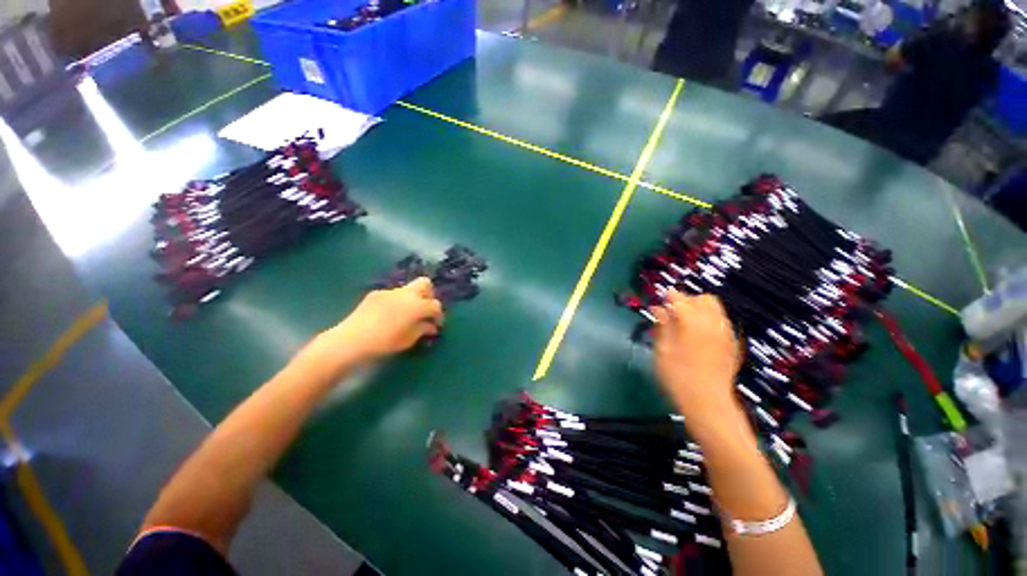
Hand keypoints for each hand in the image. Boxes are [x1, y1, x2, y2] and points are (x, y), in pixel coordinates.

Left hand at [326, 277, 444, 360]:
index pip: (435, 305)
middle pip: (425, 284)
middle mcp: (406, 293)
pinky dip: (396, 302)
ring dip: (412, 299)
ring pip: (408, 289)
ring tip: (405, 315)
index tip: (436, 324)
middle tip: (424, 310)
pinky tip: (387, 315)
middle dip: (429, 295)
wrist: (352, 339)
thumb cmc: (385, 342)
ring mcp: (390, 291)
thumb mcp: (409, 339)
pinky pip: (392, 295)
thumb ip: (423, 329)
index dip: (438, 315)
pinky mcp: (376, 293)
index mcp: (417, 305)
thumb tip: (431, 326)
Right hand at [652, 291, 742, 420]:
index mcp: (693, 322)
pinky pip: (722, 322)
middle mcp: (713, 323)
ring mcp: (726, 334)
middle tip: (673, 312)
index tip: (661, 298)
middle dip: (688, 301)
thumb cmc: (677, 375)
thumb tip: (658, 308)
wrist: (707, 402)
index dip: (670, 297)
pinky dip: (710, 320)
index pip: (681, 300)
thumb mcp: (663, 349)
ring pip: (716, 309)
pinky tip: (699, 335)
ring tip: (685, 323)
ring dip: (700, 309)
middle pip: (704, 299)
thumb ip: (663, 325)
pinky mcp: (732, 344)